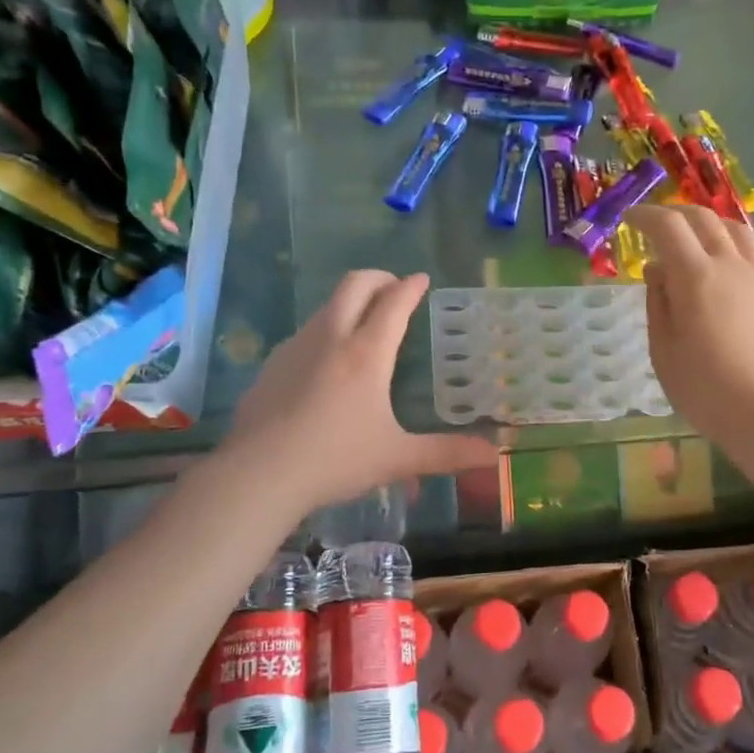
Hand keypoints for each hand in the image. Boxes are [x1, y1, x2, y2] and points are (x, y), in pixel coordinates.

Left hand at [225, 270, 497, 516]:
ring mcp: (296, 347)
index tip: (422, 279)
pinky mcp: (272, 364)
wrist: (259, 474)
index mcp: (367, 353)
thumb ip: (446, 453)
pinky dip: (325, 329)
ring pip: (326, 306)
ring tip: (363, 322)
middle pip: (355, 285)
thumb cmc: (335, 460)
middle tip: (394, 288)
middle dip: (379, 278)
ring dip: (350, 302)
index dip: (411, 287)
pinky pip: (305, 332)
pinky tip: (326, 362)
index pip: (394, 303)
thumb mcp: (397, 458)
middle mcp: (331, 337)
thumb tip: (494, 455)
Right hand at [628, 205, 753, 464]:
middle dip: (674, 213)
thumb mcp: (664, 350)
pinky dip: (728, 243)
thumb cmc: (706, 389)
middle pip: (704, 218)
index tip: (628, 219)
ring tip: (691, 236)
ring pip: (735, 229)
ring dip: (708, 222)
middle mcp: (730, 266)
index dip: (645, 216)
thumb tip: (657, 270)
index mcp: (696, 276)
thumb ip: (658, 303)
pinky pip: (750, 252)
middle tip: (654, 224)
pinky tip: (718, 267)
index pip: (668, 226)